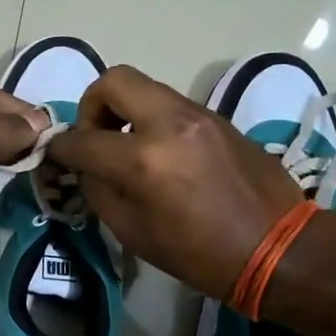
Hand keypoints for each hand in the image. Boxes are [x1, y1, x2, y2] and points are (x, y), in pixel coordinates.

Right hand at [46, 65, 303, 298]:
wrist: (279, 249)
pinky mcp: (218, 118)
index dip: (60, 148)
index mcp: (144, 159)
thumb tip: (85, 166)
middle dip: (92, 104)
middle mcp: (169, 123)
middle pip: (114, 80)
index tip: (56, 154)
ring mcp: (198, 114)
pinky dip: (152, 119)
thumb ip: (100, 191)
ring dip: (125, 110)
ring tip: (127, 146)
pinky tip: (161, 153)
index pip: (82, 139)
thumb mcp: (134, 233)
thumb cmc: (201, 255)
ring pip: (145, 87)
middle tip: (95, 136)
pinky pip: (171, 104)